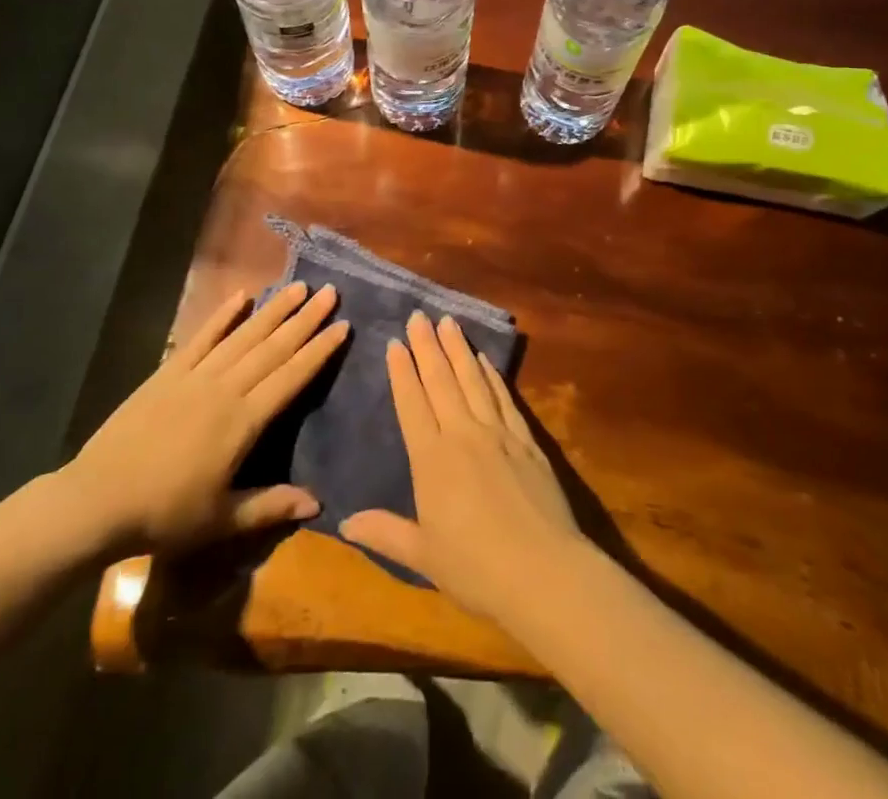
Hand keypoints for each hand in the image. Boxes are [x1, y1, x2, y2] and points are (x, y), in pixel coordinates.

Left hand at [57, 283, 346, 558]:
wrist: (96, 501)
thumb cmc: (163, 515)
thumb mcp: (221, 520)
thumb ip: (270, 505)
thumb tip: (317, 502)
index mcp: (243, 422)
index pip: (291, 378)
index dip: (318, 351)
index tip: (343, 325)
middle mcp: (225, 389)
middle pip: (273, 348)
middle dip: (305, 319)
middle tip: (331, 292)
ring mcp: (195, 376)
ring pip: (243, 336)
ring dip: (273, 311)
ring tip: (298, 287)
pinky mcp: (168, 373)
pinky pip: (202, 338)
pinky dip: (222, 316)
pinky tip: (241, 296)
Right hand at [342, 311, 585, 621]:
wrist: (544, 572)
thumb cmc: (476, 569)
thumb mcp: (423, 556)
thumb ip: (385, 533)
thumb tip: (344, 523)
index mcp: (432, 460)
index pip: (412, 404)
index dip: (403, 372)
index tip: (395, 343)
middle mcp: (463, 434)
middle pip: (441, 381)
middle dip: (428, 346)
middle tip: (419, 315)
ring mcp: (498, 433)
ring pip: (473, 380)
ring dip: (459, 349)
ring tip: (448, 322)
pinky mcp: (526, 439)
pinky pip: (504, 397)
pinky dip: (492, 375)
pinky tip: (484, 359)